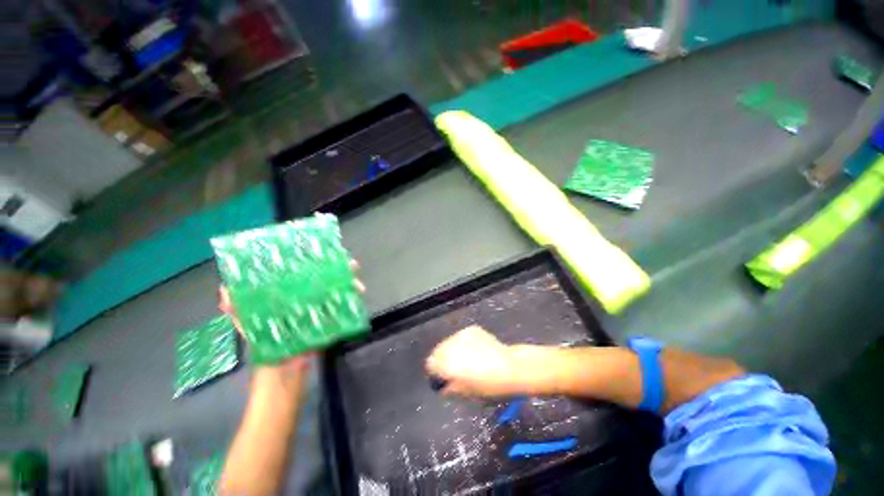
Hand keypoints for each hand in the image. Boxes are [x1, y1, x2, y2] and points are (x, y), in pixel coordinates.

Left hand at [217, 260, 363, 374]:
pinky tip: (358, 297)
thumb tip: (224, 291)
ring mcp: (318, 315)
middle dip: (339, 272)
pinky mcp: (329, 326)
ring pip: (337, 294)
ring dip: (349, 286)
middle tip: (352, 266)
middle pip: (324, 283)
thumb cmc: (268, 358)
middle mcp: (304, 305)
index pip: (301, 277)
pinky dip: (351, 302)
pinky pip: (342, 311)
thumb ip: (240, 316)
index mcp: (286, 303)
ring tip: (359, 285)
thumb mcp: (253, 333)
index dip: (314, 264)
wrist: (284, 385)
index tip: (327, 254)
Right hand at [425, 326, 522, 396]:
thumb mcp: (465, 395)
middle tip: (456, 370)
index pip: (430, 364)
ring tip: (468, 360)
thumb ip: (448, 389)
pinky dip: (464, 344)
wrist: (510, 369)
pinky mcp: (472, 329)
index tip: (444, 379)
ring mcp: (461, 334)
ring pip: (450, 343)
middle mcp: (450, 345)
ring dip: (454, 351)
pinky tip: (477, 352)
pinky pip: (462, 338)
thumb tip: (443, 385)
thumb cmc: (487, 388)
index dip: (436, 373)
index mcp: (446, 363)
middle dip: (443, 360)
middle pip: (438, 351)